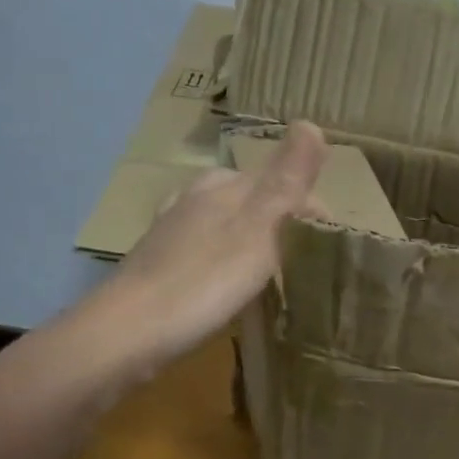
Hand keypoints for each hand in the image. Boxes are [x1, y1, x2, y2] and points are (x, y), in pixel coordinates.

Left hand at [85, 122, 327, 375]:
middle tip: (306, 262)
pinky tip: (228, 285)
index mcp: (221, 187)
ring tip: (274, 274)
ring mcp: (171, 232)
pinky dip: (226, 260)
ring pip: (225, 224)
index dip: (310, 207)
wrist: (125, 334)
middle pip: (250, 199)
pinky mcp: (158, 265)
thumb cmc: (200, 283)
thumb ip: (285, 181)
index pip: (279, 180)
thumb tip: (312, 123)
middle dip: (281, 221)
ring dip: (253, 240)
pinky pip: (205, 250)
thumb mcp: (256, 230)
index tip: (333, 242)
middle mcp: (194, 199)